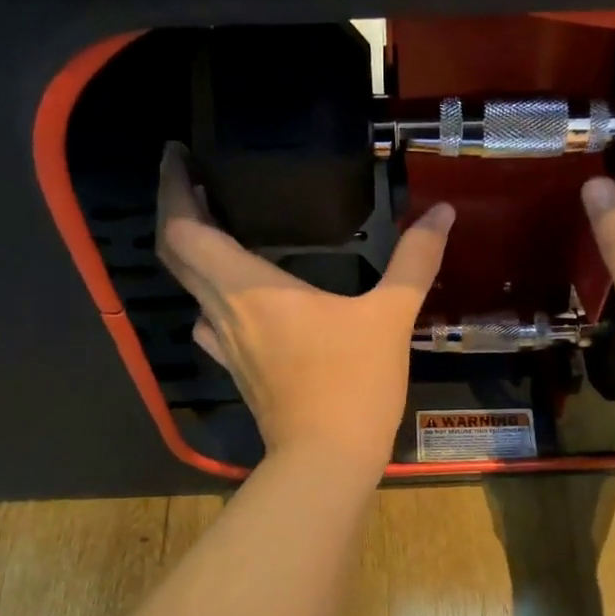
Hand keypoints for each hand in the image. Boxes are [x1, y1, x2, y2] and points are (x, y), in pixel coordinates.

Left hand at [156, 143, 454, 476]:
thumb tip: (442, 212)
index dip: (173, 189)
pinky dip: (213, 296)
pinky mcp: (236, 370)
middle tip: (197, 180)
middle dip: (177, 211)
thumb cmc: (352, 383)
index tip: (179, 155)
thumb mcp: (390, 317)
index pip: (183, 229)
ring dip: (194, 255)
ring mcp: (225, 345)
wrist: (327, 460)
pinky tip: (239, 296)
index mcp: (247, 287)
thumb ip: (415, 260)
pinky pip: (209, 321)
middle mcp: (223, 311)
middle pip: (176, 254)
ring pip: (189, 289)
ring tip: (218, 227)